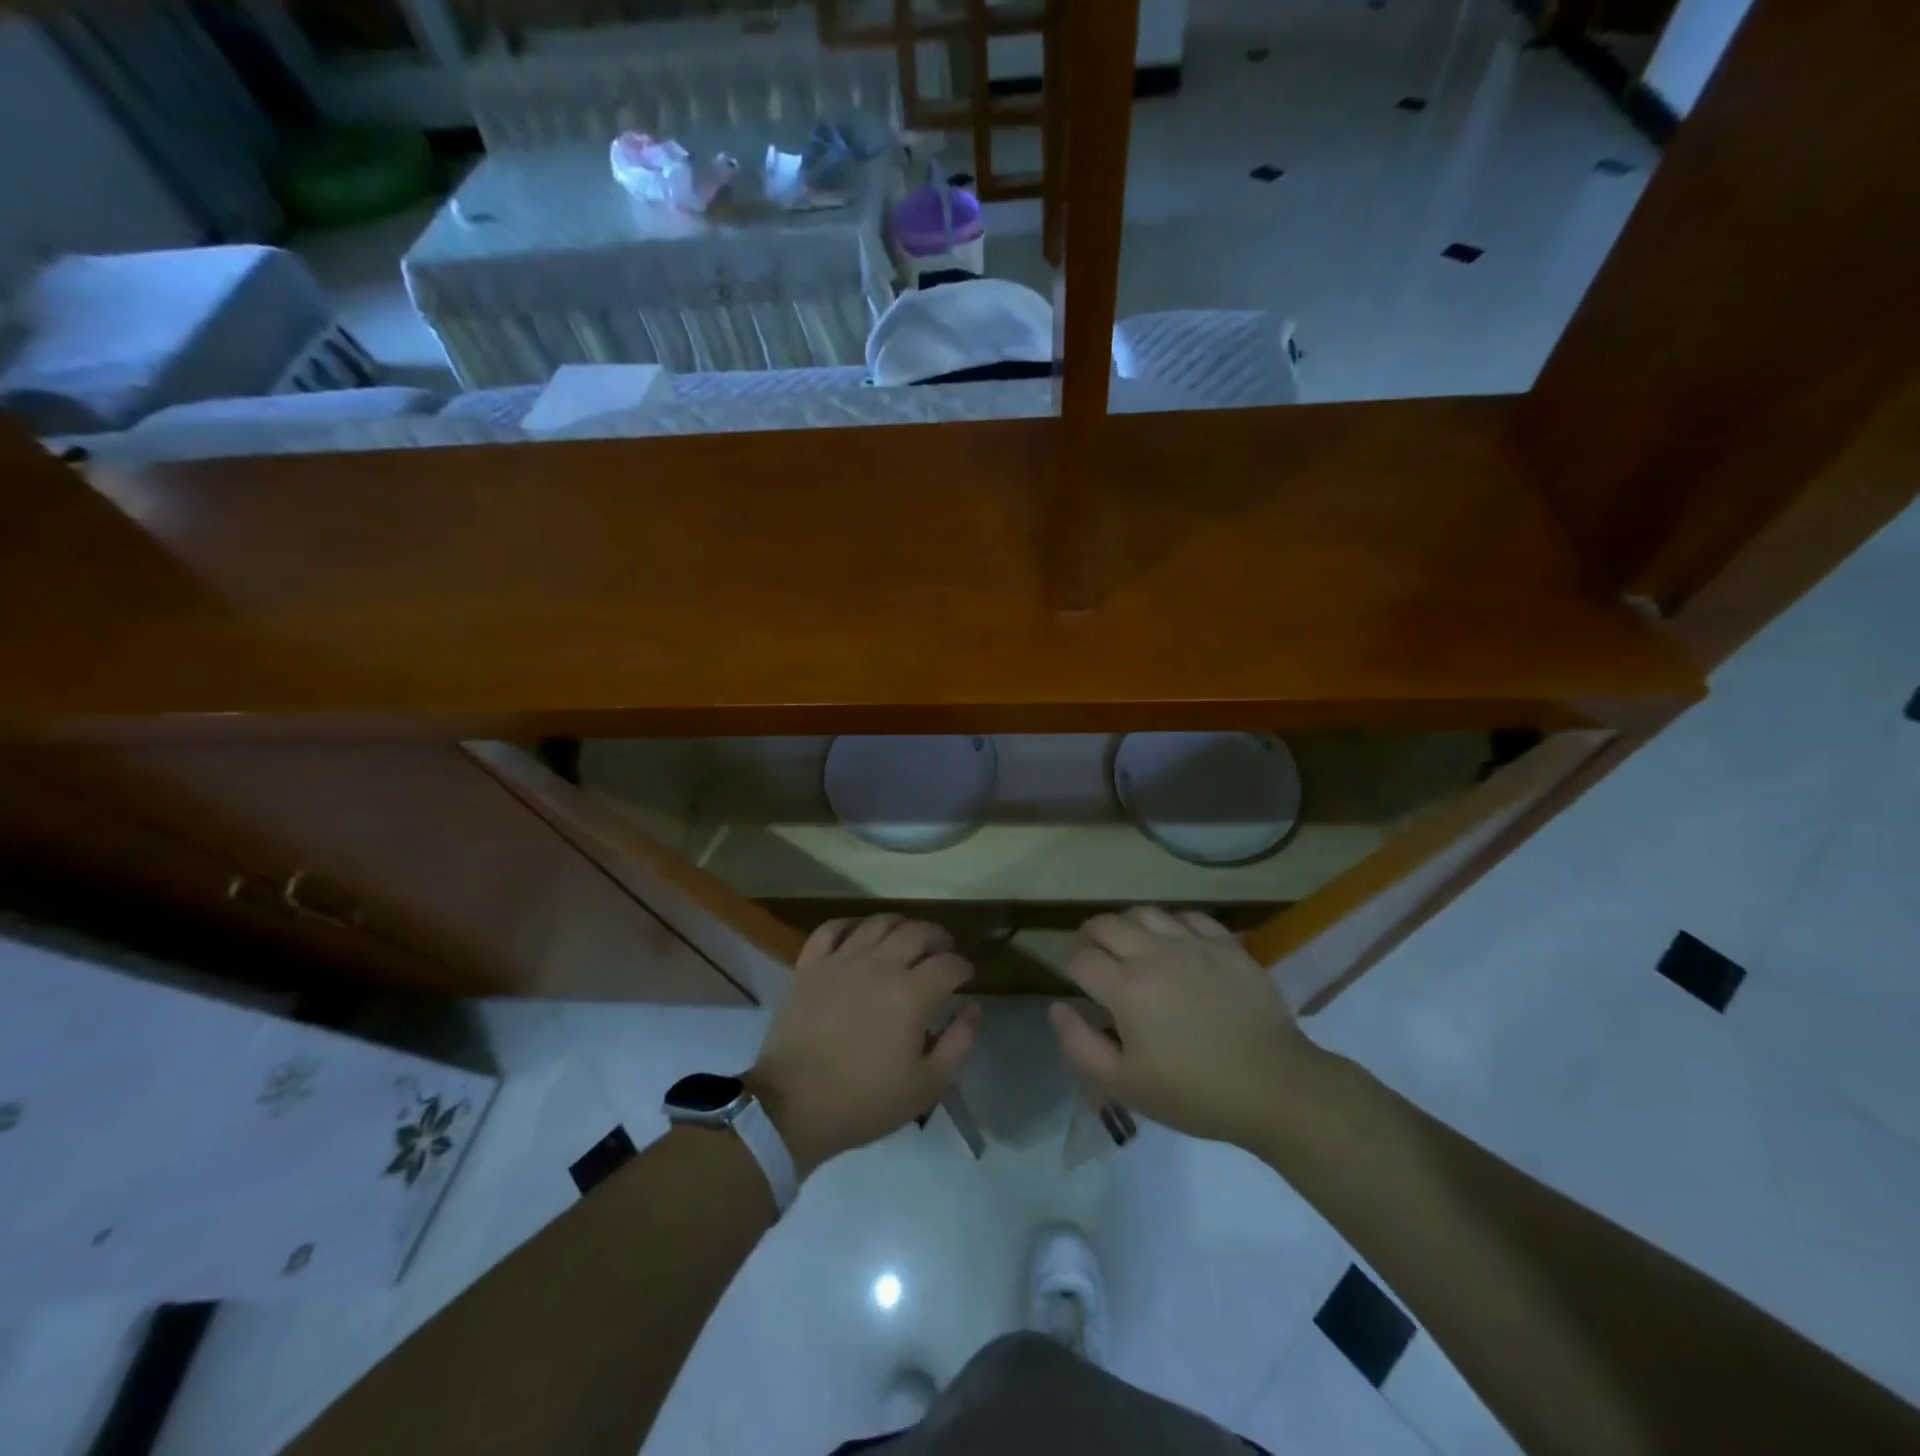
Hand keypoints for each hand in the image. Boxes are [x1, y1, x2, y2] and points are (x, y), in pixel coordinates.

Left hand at [748, 914, 979, 1179]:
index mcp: (912, 994)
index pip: (949, 964)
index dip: (963, 966)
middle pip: (918, 932)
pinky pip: (831, 929)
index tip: (967, 975)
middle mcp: (880, 965)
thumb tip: (973, 1007)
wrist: (792, 1106)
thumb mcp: (926, 1085)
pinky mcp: (810, 965)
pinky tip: (859, 935)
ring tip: (906, 938)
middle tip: (942, 951)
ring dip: (901, 925)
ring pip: (878, 922)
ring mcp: (842, 960)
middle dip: (938, 937)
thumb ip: (958, 1042)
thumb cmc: (865, 1100)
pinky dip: (850, 925)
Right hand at [1049, 907, 1321, 1148]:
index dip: (1071, 967)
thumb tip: (1056, 1008)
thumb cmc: (1194, 1092)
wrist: (1274, 1086)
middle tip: (1096, 956)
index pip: (1080, 958)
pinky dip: (1172, 923)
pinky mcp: (1226, 944)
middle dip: (1091, 936)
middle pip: (1106, 924)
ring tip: (1132, 945)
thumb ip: (1079, 1045)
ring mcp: (1193, 943)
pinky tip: (1175, 943)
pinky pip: (1189, 916)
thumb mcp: (1125, 1085)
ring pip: (1145, 912)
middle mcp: (1154, 953)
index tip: (1078, 983)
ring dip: (1128, 925)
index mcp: (1125, 987)